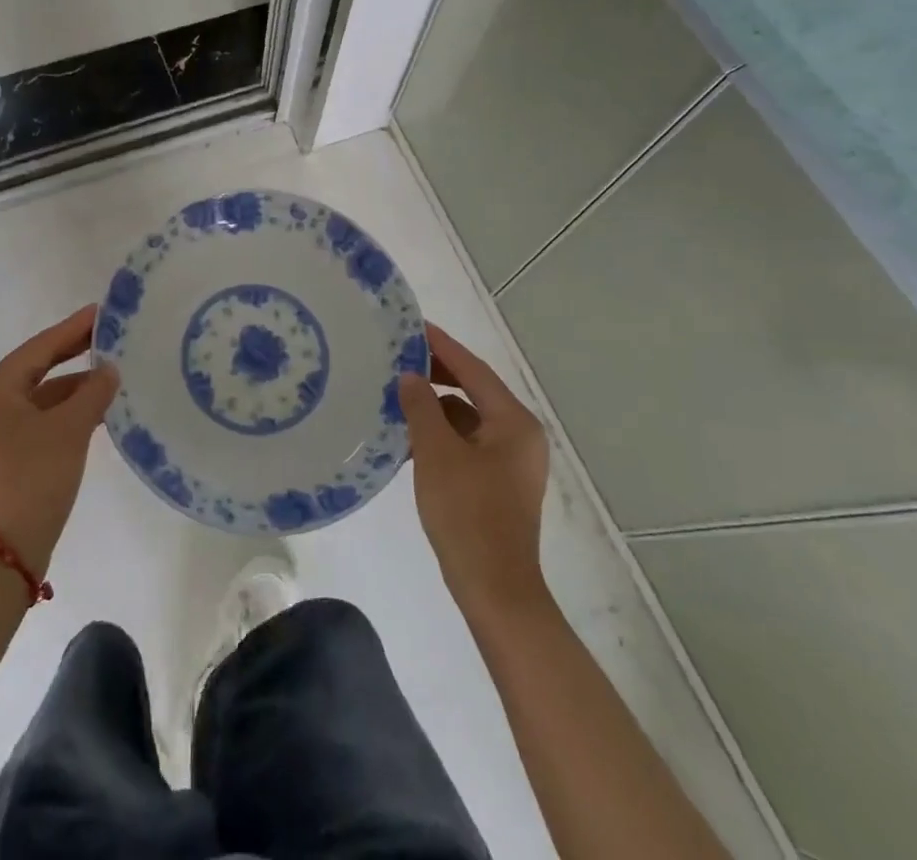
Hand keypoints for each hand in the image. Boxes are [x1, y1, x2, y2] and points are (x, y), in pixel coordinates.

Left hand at [0, 306, 118, 574]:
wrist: (3, 554)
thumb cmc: (33, 478)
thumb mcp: (70, 430)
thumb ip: (93, 392)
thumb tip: (108, 370)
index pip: (40, 348)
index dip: (73, 329)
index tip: (102, 312)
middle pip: (36, 368)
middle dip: (72, 354)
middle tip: (108, 336)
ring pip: (38, 396)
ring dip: (72, 387)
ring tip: (110, 374)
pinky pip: (35, 418)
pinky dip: (62, 411)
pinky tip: (92, 409)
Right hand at [398, 322, 551, 619]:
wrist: (494, 590)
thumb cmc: (467, 514)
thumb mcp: (436, 453)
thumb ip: (422, 407)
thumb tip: (409, 377)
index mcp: (513, 422)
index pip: (474, 369)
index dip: (442, 346)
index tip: (413, 325)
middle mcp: (519, 435)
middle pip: (474, 390)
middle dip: (436, 374)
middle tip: (398, 358)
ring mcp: (511, 461)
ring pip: (467, 418)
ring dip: (435, 407)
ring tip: (396, 395)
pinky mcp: (498, 482)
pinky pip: (466, 443)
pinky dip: (440, 434)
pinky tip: (408, 437)